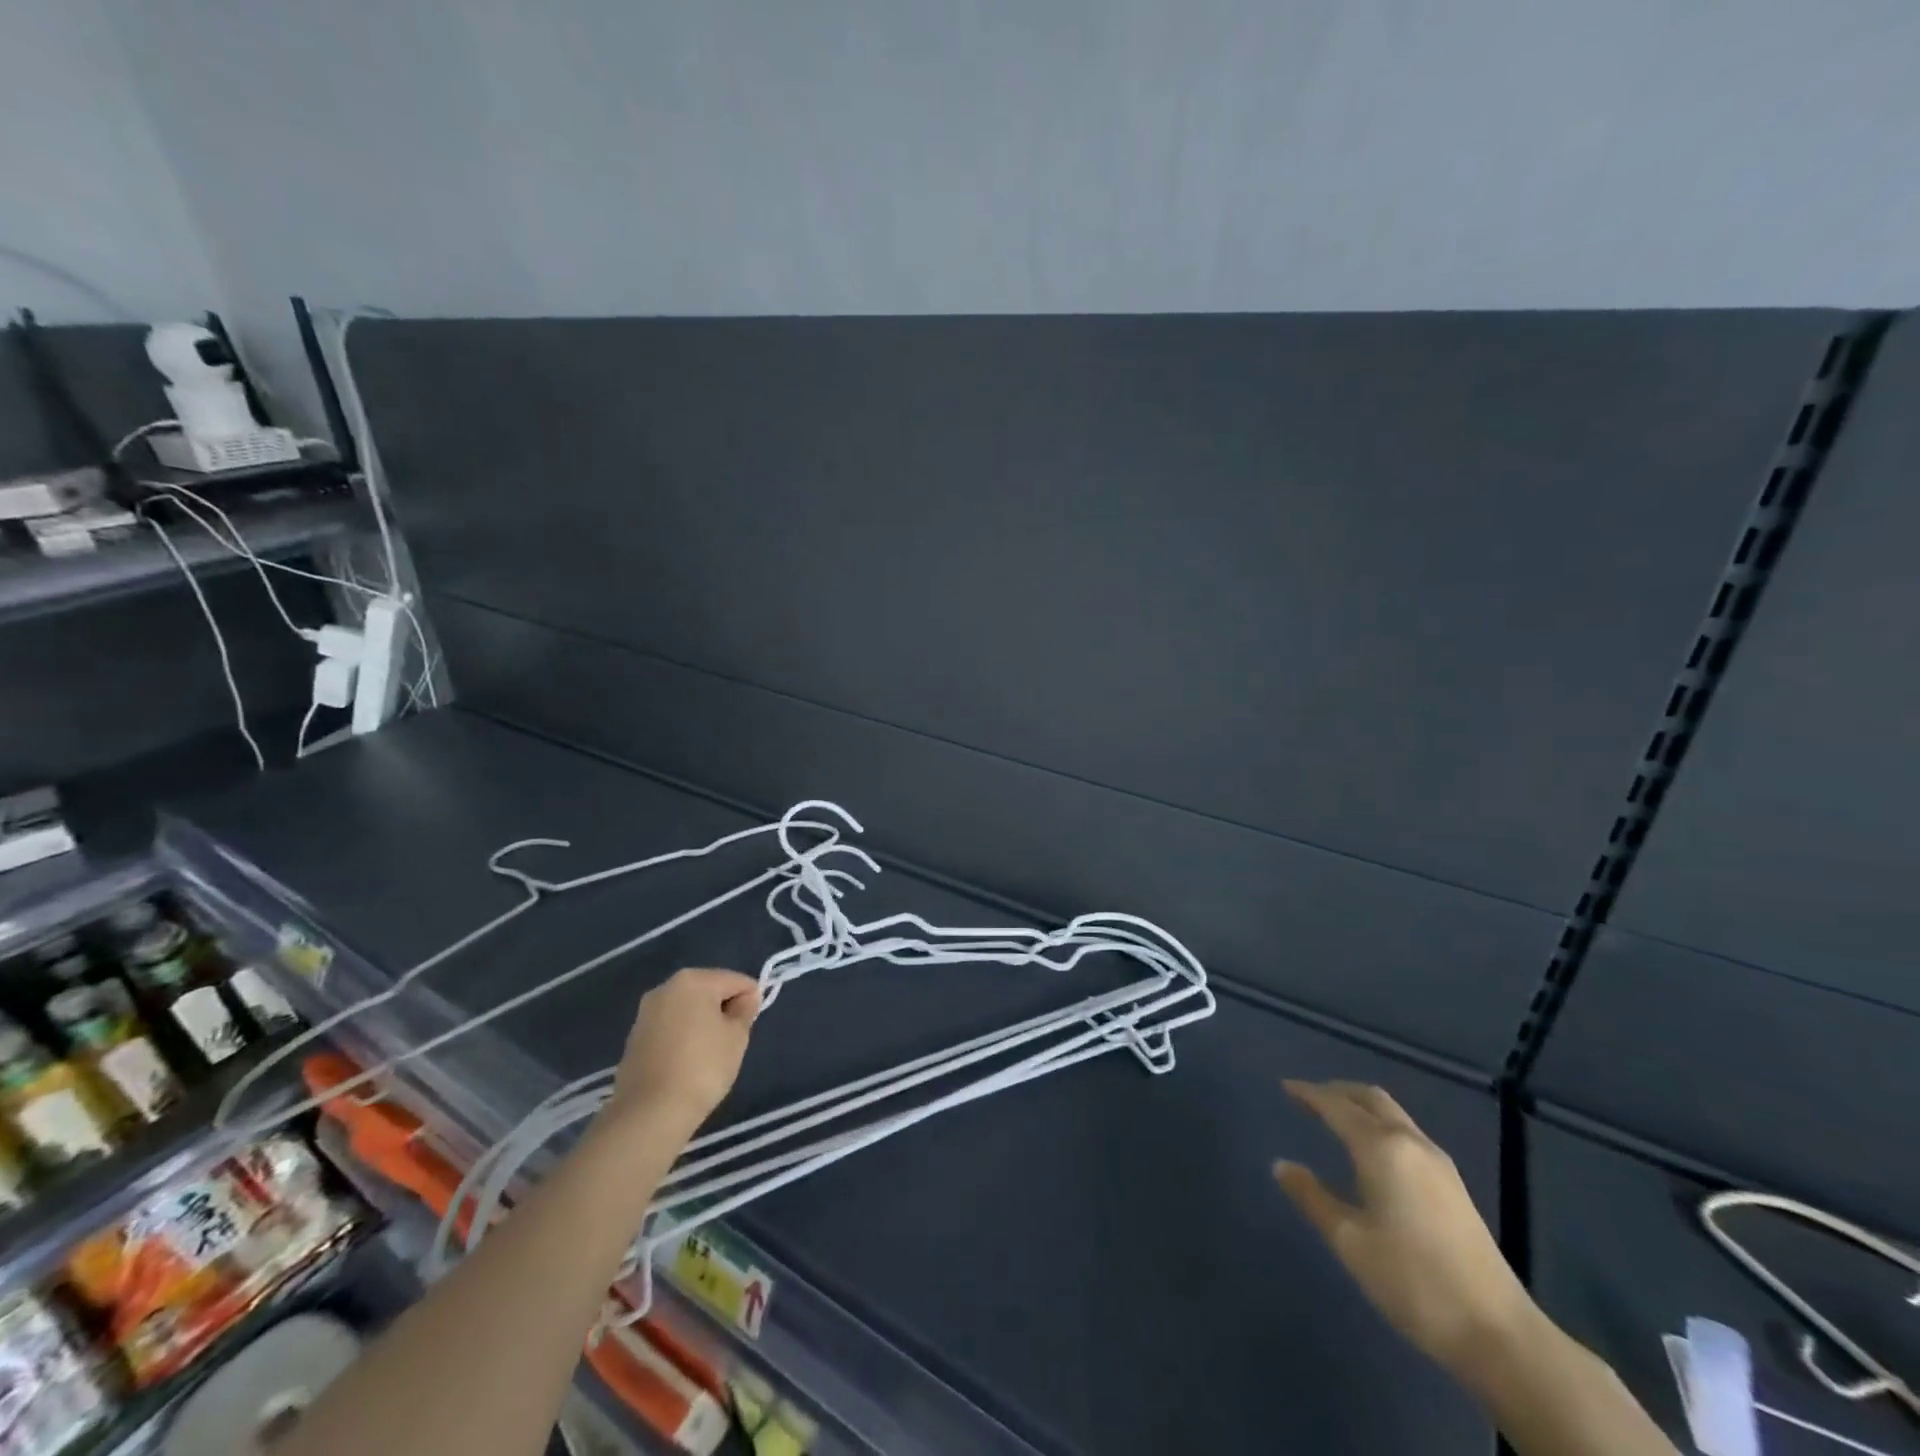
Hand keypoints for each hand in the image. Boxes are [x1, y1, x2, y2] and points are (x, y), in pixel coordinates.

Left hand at [610, 968, 760, 1135]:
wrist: (649, 1113)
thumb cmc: (702, 1067)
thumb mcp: (737, 1036)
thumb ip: (745, 1011)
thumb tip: (746, 998)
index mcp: (693, 980)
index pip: (736, 981)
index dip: (751, 1000)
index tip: (750, 1027)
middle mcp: (665, 988)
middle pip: (709, 991)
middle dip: (724, 1011)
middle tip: (732, 1042)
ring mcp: (646, 1014)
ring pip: (688, 1011)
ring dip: (703, 1025)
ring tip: (709, 1056)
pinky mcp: (635, 1039)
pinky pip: (671, 1029)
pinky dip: (683, 1039)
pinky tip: (687, 1064)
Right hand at [1274, 1080, 1535, 1376]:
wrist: (1499, 1334)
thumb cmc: (1413, 1282)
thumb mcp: (1349, 1241)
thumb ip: (1312, 1197)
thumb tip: (1281, 1165)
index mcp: (1381, 1148)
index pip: (1336, 1106)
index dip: (1308, 1093)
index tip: (1285, 1087)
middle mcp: (1411, 1143)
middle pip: (1370, 1098)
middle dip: (1337, 1091)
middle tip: (1309, 1097)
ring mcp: (1439, 1164)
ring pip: (1393, 1114)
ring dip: (1361, 1107)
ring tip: (1335, 1119)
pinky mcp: (1454, 1186)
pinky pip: (1407, 1134)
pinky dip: (1380, 1126)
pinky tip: (1371, 1151)